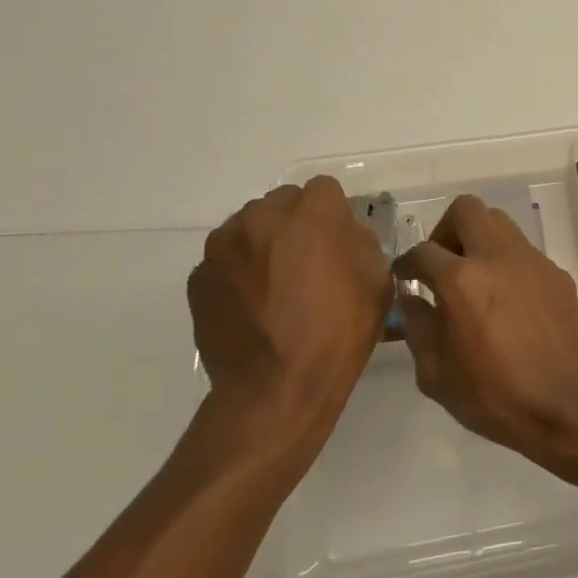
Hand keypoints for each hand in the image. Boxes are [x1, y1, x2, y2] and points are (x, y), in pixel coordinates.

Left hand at [187, 177, 391, 456]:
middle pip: (282, 203)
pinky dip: (238, 273)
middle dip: (295, 225)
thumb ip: (360, 243)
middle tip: (306, 265)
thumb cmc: (338, 333)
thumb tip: (342, 235)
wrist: (275, 387)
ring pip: (249, 228)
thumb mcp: (377, 283)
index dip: (333, 214)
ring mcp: (224, 245)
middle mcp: (263, 216)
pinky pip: (225, 260)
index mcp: (312, 214)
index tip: (337, 242)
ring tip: (274, 288)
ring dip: (264, 246)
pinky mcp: (199, 275)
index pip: (324, 189)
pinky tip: (252, 307)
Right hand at [393, 194, 577, 477]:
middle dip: (446, 229)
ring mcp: (532, 261)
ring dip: (481, 240)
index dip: (406, 262)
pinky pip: (525, 252)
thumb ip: (418, 328)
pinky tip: (509, 299)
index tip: (404, 276)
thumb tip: (411, 299)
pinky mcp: (557, 274)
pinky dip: (509, 263)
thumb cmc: (494, 396)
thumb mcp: (437, 374)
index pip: (423, 251)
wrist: (566, 404)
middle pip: (466, 209)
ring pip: (500, 223)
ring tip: (476, 277)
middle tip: (443, 261)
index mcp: (461, 280)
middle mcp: (497, 257)